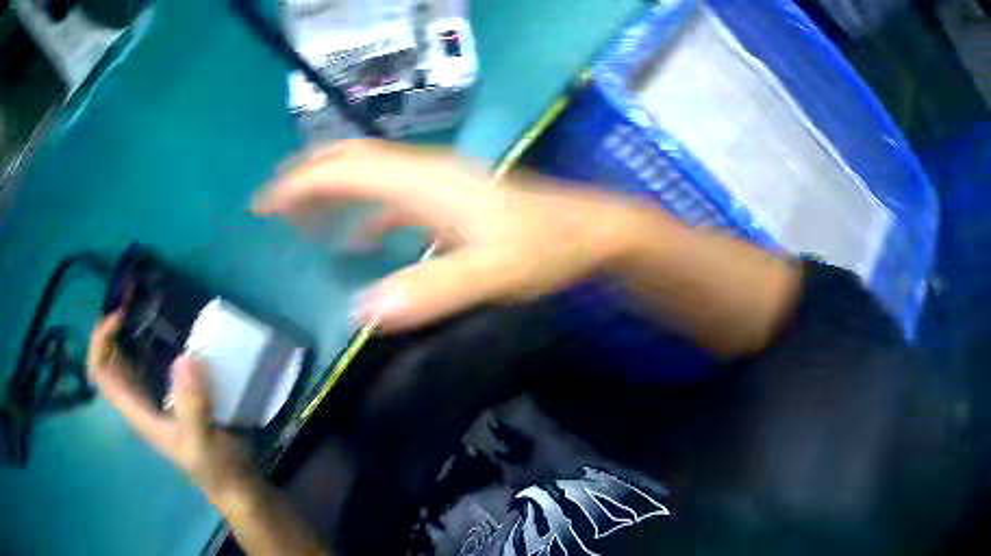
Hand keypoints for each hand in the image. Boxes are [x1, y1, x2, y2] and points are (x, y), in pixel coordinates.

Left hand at [88, 313, 259, 503]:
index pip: (100, 372)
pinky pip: (148, 360)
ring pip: (125, 357)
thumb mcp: (202, 441)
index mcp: (135, 411)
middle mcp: (136, 400)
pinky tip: (164, 325)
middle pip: (107, 359)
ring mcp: (152, 396)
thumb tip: (185, 356)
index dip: (100, 340)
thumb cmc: (214, 467)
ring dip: (127, 328)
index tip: (120, 315)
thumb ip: (192, 406)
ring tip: (142, 300)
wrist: (234, 483)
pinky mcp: (169, 393)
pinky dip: (148, 338)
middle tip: (130, 294)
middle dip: (110, 325)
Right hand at [253, 139, 638, 332]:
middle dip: (306, 178)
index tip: (263, 205)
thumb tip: (361, 313)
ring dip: (330, 190)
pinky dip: (364, 212)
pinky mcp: (448, 197)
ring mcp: (437, 181)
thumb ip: (431, 290)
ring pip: (368, 174)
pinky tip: (359, 240)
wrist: (586, 231)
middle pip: (350, 160)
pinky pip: (392, 197)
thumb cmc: (542, 248)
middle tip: (272, 207)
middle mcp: (423, 171)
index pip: (343, 171)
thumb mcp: (490, 275)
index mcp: (422, 182)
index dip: (298, 185)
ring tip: (300, 219)